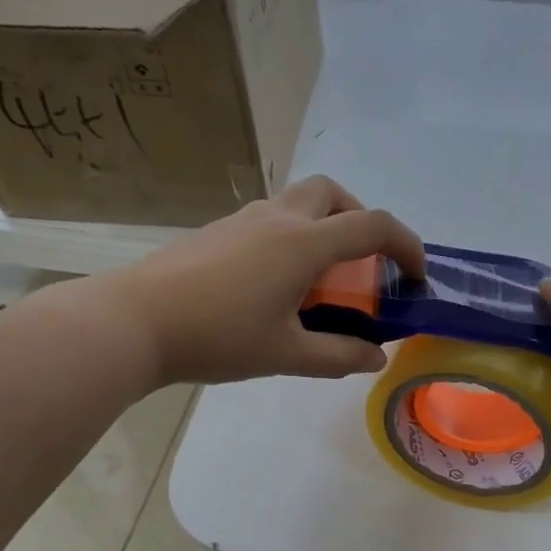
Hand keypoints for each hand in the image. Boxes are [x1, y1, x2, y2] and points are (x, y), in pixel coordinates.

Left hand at [102, 175, 425, 386]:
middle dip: (360, 218)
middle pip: (333, 192)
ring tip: (321, 279)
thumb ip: (338, 355)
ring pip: (299, 202)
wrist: (134, 321)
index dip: (406, 245)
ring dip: (324, 227)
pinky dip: (293, 237)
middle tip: (363, 262)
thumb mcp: (286, 354)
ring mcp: (243, 219)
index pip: (372, 225)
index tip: (416, 275)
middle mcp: (277, 218)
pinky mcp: (217, 231)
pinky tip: (276, 284)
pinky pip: (271, 219)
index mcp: (303, 243)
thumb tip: (375, 358)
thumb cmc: (217, 337)